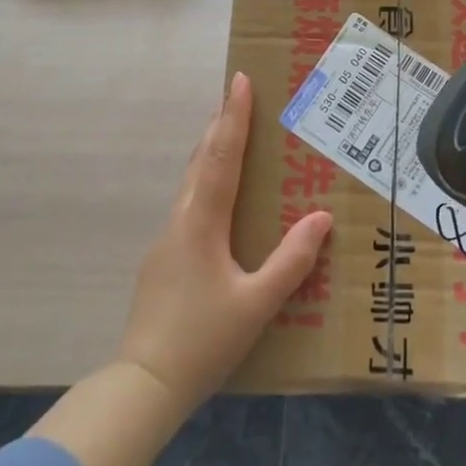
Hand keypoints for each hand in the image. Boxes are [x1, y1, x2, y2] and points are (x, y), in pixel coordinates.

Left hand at [114, 72, 331, 415]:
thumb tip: (322, 218)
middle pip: (202, 160)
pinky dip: (206, 180)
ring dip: (211, 150)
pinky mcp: (163, 260)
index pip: (222, 157)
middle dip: (220, 124)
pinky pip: (189, 203)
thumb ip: (291, 261)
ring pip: (192, 181)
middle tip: (237, 94)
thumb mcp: (257, 304)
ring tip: (229, 132)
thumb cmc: (202, 341)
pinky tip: (218, 196)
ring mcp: (167, 240)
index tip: (239, 80)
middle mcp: (181, 220)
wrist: (143, 386)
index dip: (233, 117)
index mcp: (202, 223)